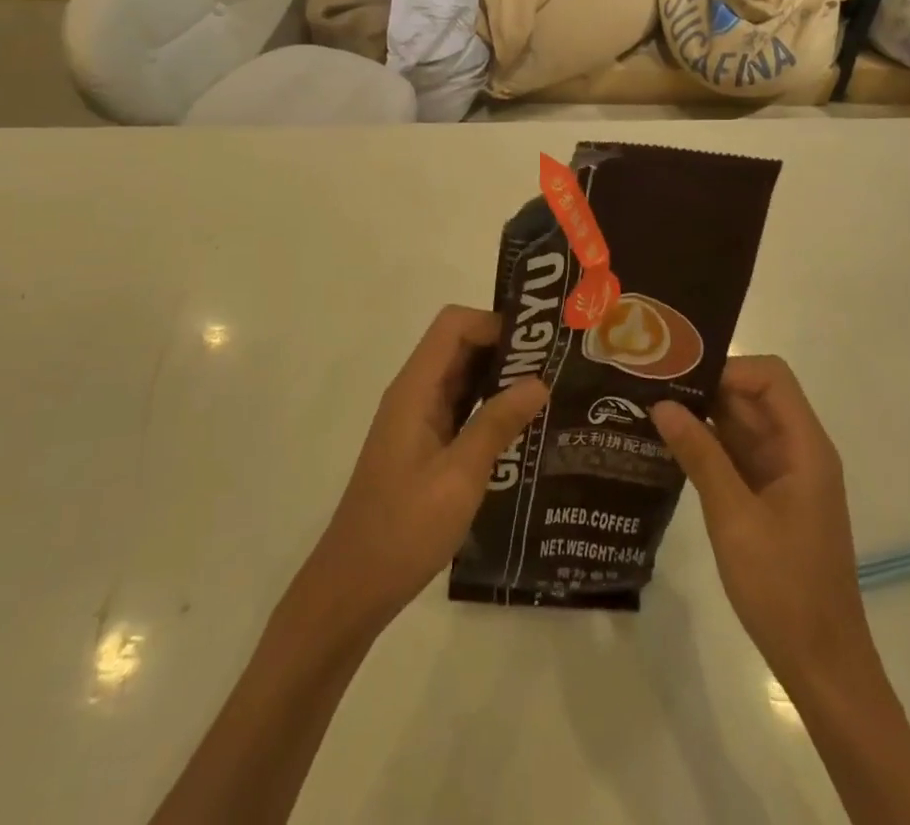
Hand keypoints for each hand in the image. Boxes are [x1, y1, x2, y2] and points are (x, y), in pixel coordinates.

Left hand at [302, 306, 547, 635]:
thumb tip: (539, 381)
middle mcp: (414, 394)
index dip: (494, 324)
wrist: (354, 585)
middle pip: (459, 346)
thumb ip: (497, 424)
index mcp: (415, 389)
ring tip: (549, 393)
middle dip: (504, 349)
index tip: (537, 345)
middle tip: (555, 367)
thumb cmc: (404, 529)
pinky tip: (523, 429)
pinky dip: (490, 408)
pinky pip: (461, 409)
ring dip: (500, 379)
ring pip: (462, 378)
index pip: (453, 325)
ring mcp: (418, 420)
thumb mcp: (459, 477)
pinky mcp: (424, 446)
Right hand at [651, 356, 872, 688]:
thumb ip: (699, 456)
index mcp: (804, 448)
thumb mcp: (734, 517)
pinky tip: (667, 445)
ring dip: (701, 415)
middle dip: (705, 387)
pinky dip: (705, 444)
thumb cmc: (784, 588)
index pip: (770, 378)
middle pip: (752, 396)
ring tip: (649, 408)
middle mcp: (796, 451)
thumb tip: (661, 404)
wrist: (822, 665)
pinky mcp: (768, 496)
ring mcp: (782, 474)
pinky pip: (735, 453)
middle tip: (651, 386)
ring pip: (740, 423)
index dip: (728, 369)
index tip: (682, 381)